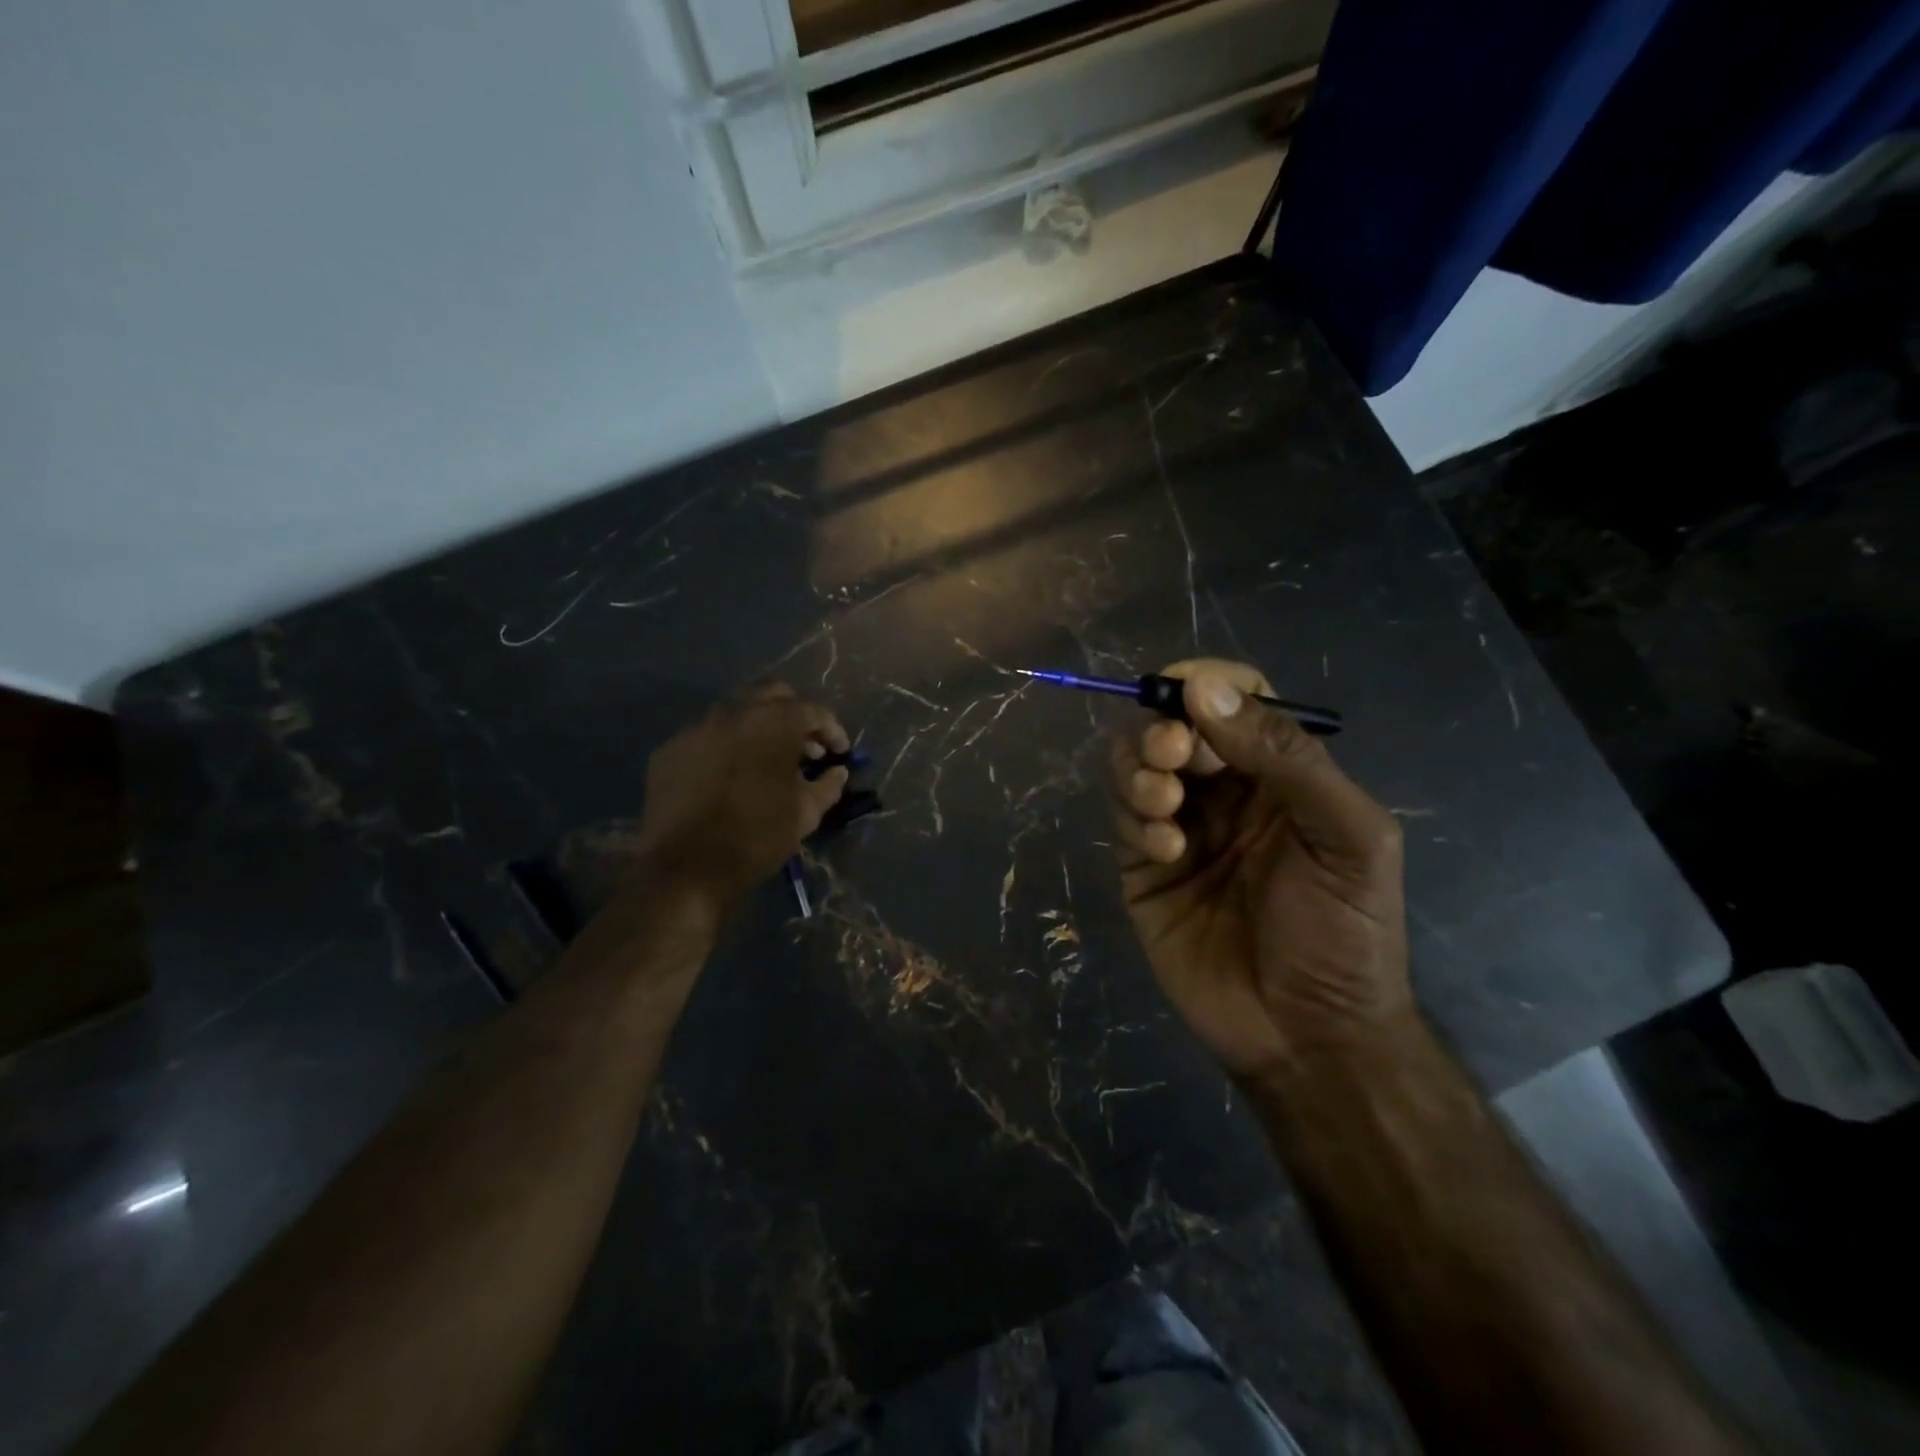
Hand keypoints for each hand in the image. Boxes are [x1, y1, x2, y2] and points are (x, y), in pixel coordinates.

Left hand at [631, 682, 850, 914]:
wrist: (685, 868)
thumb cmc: (757, 837)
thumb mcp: (805, 814)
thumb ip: (828, 786)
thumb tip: (838, 772)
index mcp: (773, 724)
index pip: (813, 712)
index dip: (832, 731)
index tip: (840, 752)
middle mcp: (734, 713)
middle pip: (773, 696)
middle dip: (794, 716)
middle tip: (805, 748)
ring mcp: (697, 728)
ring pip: (736, 712)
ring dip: (759, 728)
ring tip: (768, 761)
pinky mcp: (670, 749)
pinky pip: (707, 736)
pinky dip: (726, 747)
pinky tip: (731, 776)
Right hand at [1111, 658, 1411, 1077]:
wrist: (1307, 1037)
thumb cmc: (1344, 933)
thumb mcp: (1346, 837)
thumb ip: (1287, 759)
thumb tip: (1206, 690)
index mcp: (1282, 774)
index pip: (1237, 701)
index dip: (1208, 684)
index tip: (1183, 690)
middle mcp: (1226, 792)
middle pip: (1175, 726)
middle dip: (1163, 729)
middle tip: (1170, 753)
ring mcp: (1181, 827)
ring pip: (1136, 764)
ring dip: (1140, 769)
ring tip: (1165, 805)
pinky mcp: (1144, 867)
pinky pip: (1124, 818)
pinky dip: (1136, 819)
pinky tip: (1166, 850)